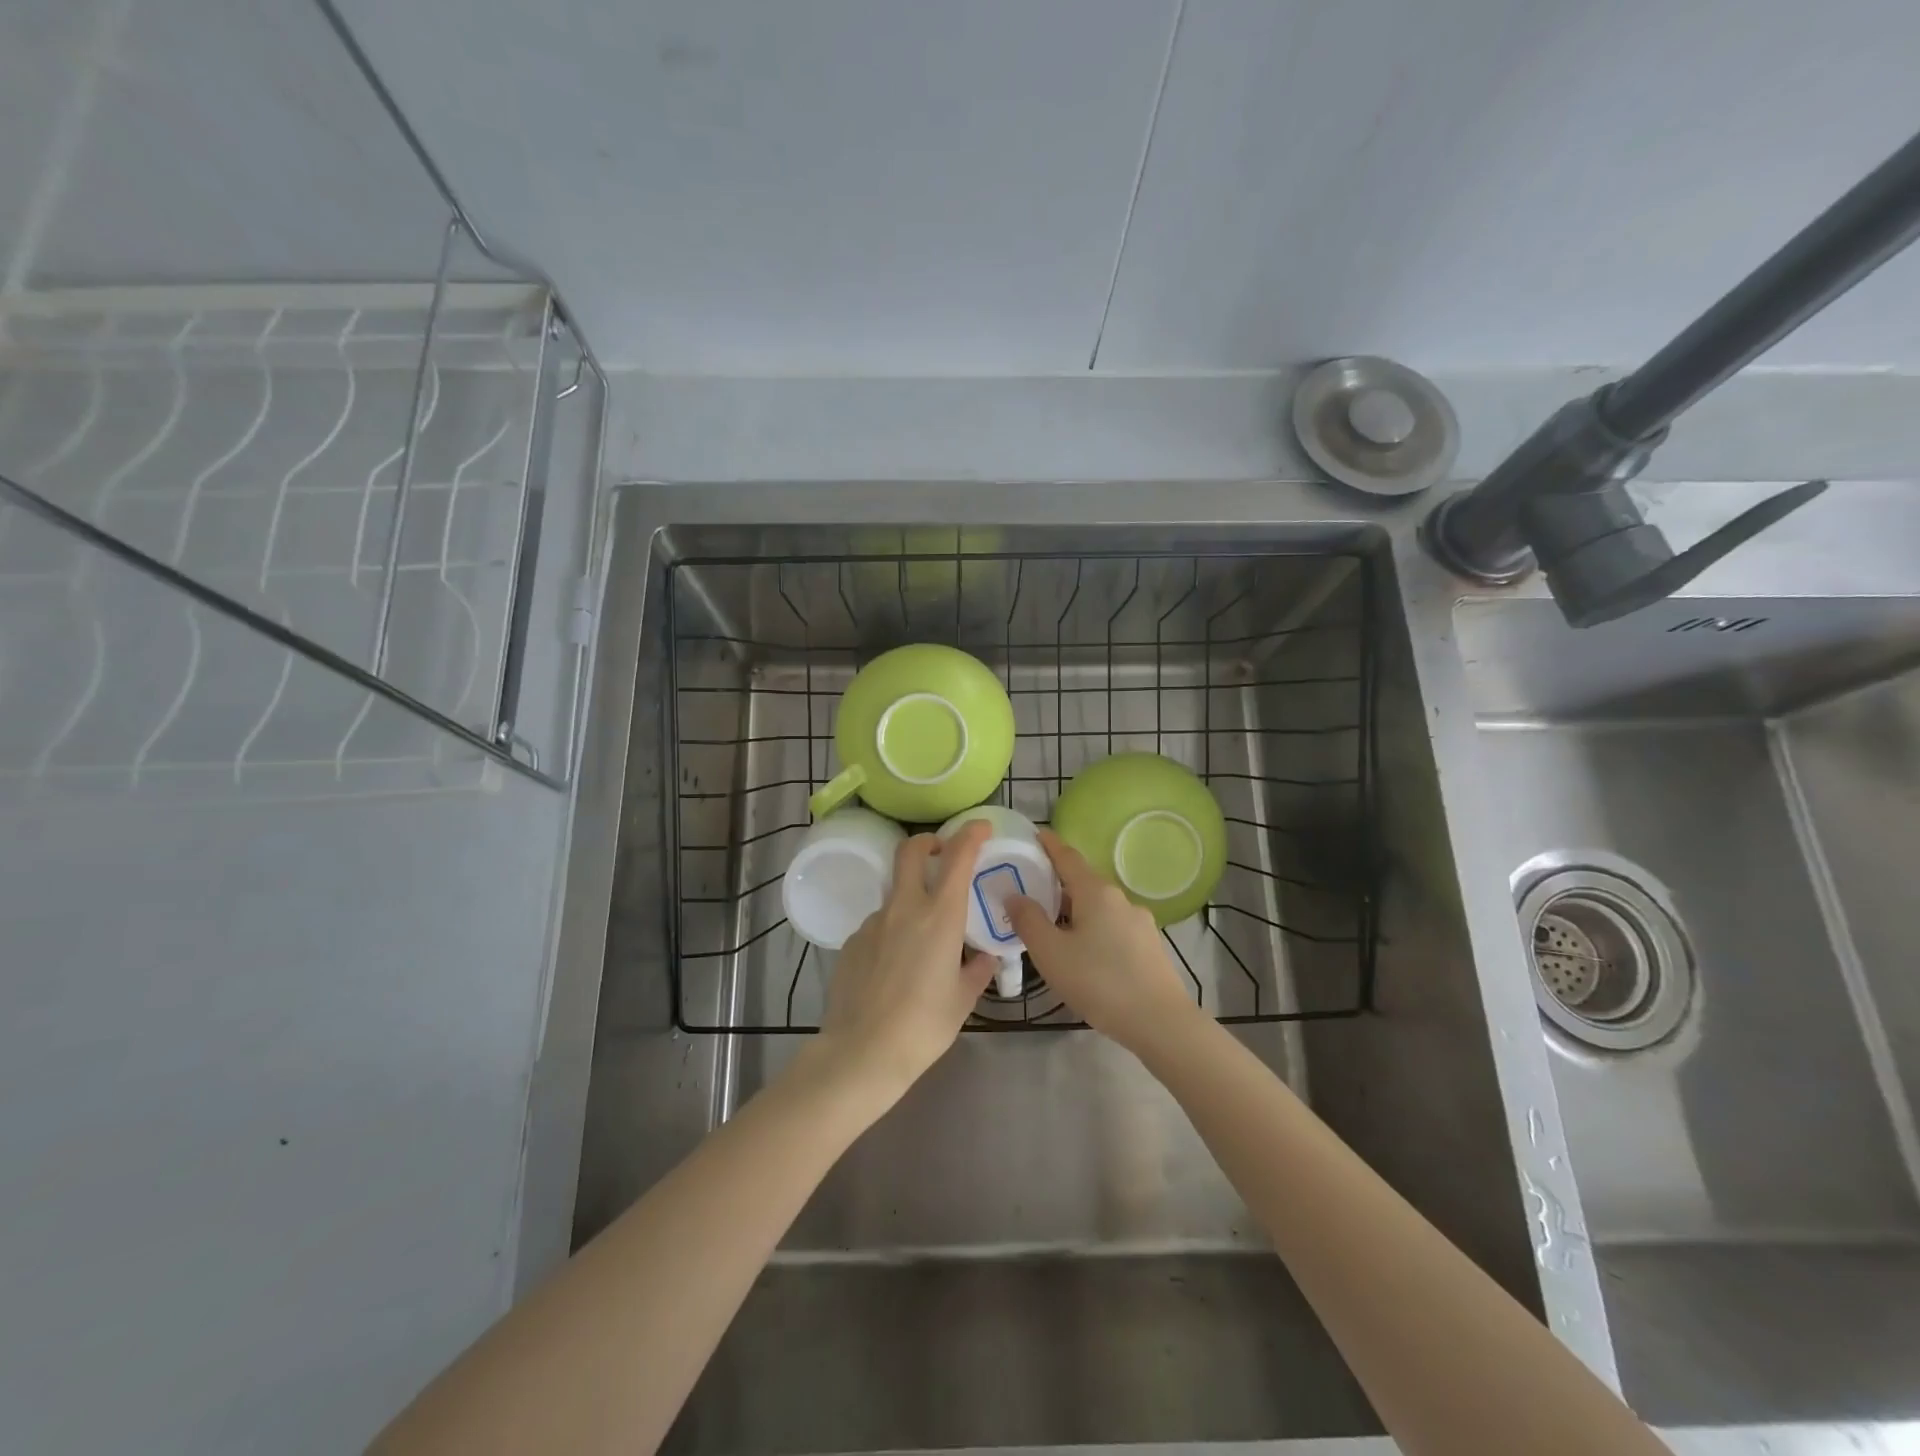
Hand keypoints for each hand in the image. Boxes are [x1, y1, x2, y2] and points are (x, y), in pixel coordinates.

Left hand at [800, 821, 997, 1105]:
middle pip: (910, 851)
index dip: (970, 834)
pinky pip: (878, 924)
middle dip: (928, 842)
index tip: (981, 828)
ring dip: (912, 898)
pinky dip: (892, 931)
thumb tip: (984, 958)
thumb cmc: (924, 1026)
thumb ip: (976, 971)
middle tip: (942, 853)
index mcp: (940, 916)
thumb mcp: (962, 1000)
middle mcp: (905, 908)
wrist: (862, 1052)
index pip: (957, 857)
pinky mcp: (852, 941)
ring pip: (895, 893)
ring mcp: (873, 922)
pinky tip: (895, 967)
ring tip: (922, 939)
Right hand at [1007, 828, 1201, 1057]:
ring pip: (1098, 908)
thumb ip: (1028, 920)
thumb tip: (1014, 895)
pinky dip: (1093, 930)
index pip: (1067, 856)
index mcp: (1095, 892)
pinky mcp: (1149, 946)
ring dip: (1075, 912)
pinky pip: (1112, 927)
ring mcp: (1139, 922)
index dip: (1049, 844)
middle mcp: (1119, 898)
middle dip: (1057, 885)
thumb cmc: (1098, 981)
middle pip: (1083, 882)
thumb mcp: (1050, 953)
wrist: (1160, 1022)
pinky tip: (1085, 955)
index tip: (1035, 834)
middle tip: (1031, 894)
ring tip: (1054, 931)